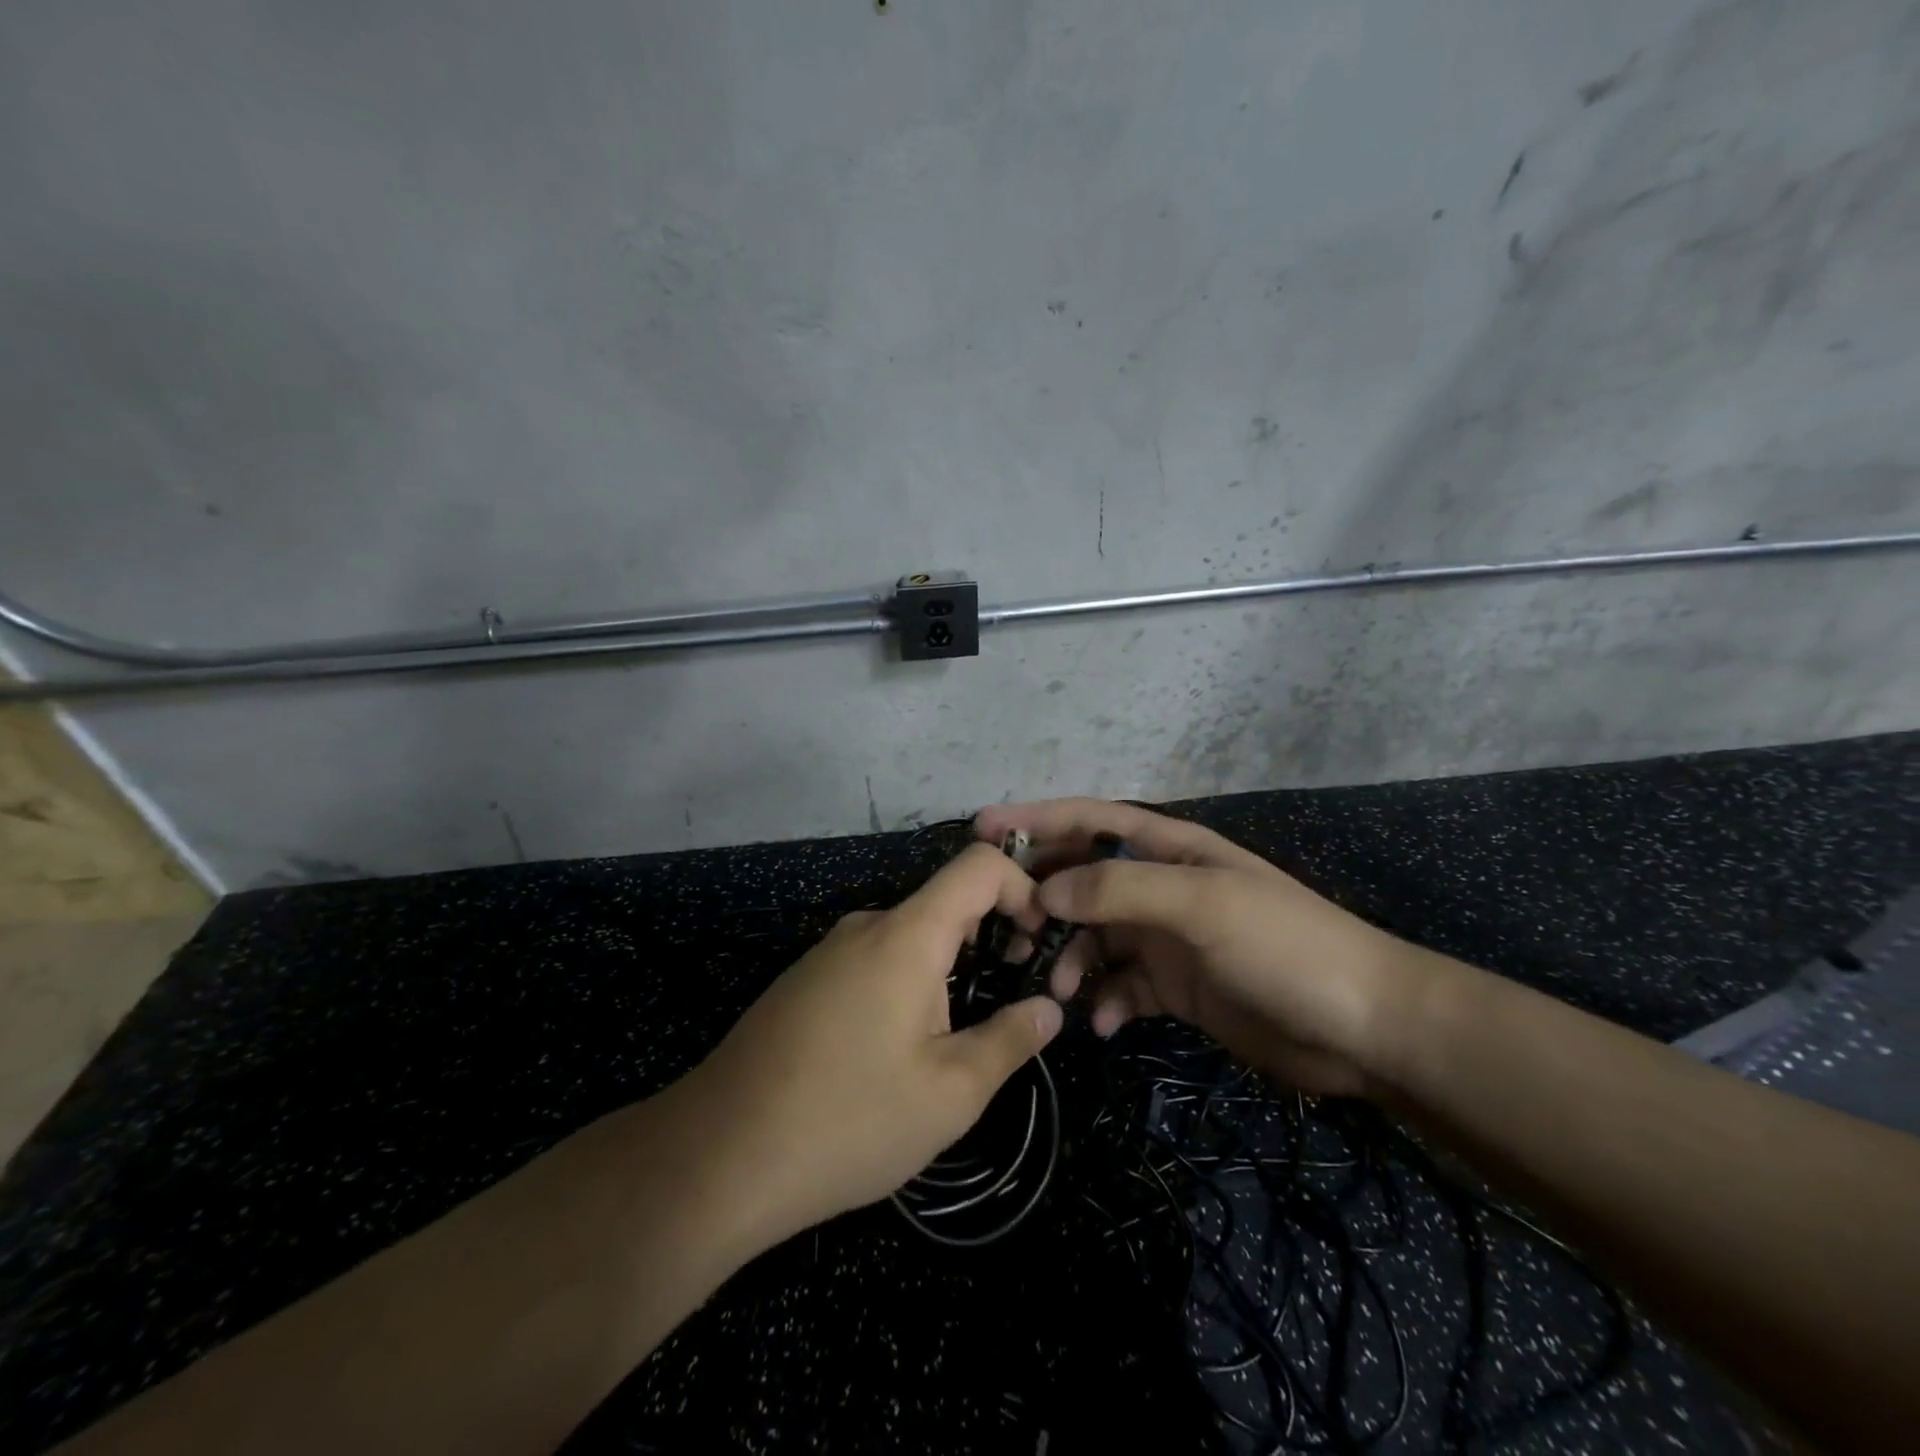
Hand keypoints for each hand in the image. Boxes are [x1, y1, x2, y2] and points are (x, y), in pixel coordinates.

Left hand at [684, 844, 1063, 1246]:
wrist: (716, 1156)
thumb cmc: (848, 1119)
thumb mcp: (949, 1094)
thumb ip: (1009, 1041)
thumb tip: (1048, 1009)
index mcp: (908, 935)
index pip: (978, 865)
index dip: (1022, 887)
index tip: (1038, 942)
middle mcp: (867, 927)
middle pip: (945, 904)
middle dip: (989, 940)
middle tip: (1005, 1005)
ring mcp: (828, 952)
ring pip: (909, 939)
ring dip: (946, 972)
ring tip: (950, 1044)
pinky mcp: (804, 982)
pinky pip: (872, 963)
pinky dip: (905, 985)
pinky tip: (892, 1055)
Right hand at [975, 799, 1415, 1097]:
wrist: (1363, 1027)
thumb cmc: (1284, 946)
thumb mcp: (1202, 904)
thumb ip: (1120, 890)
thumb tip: (1046, 890)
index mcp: (1168, 849)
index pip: (1089, 820)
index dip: (1035, 820)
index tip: (980, 830)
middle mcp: (1160, 886)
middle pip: (1082, 879)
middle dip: (1042, 898)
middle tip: (1006, 930)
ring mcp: (1166, 937)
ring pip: (1094, 937)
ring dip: (1070, 959)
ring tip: (1058, 990)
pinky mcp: (1174, 986)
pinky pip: (1120, 985)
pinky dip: (1103, 1000)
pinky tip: (1102, 1023)